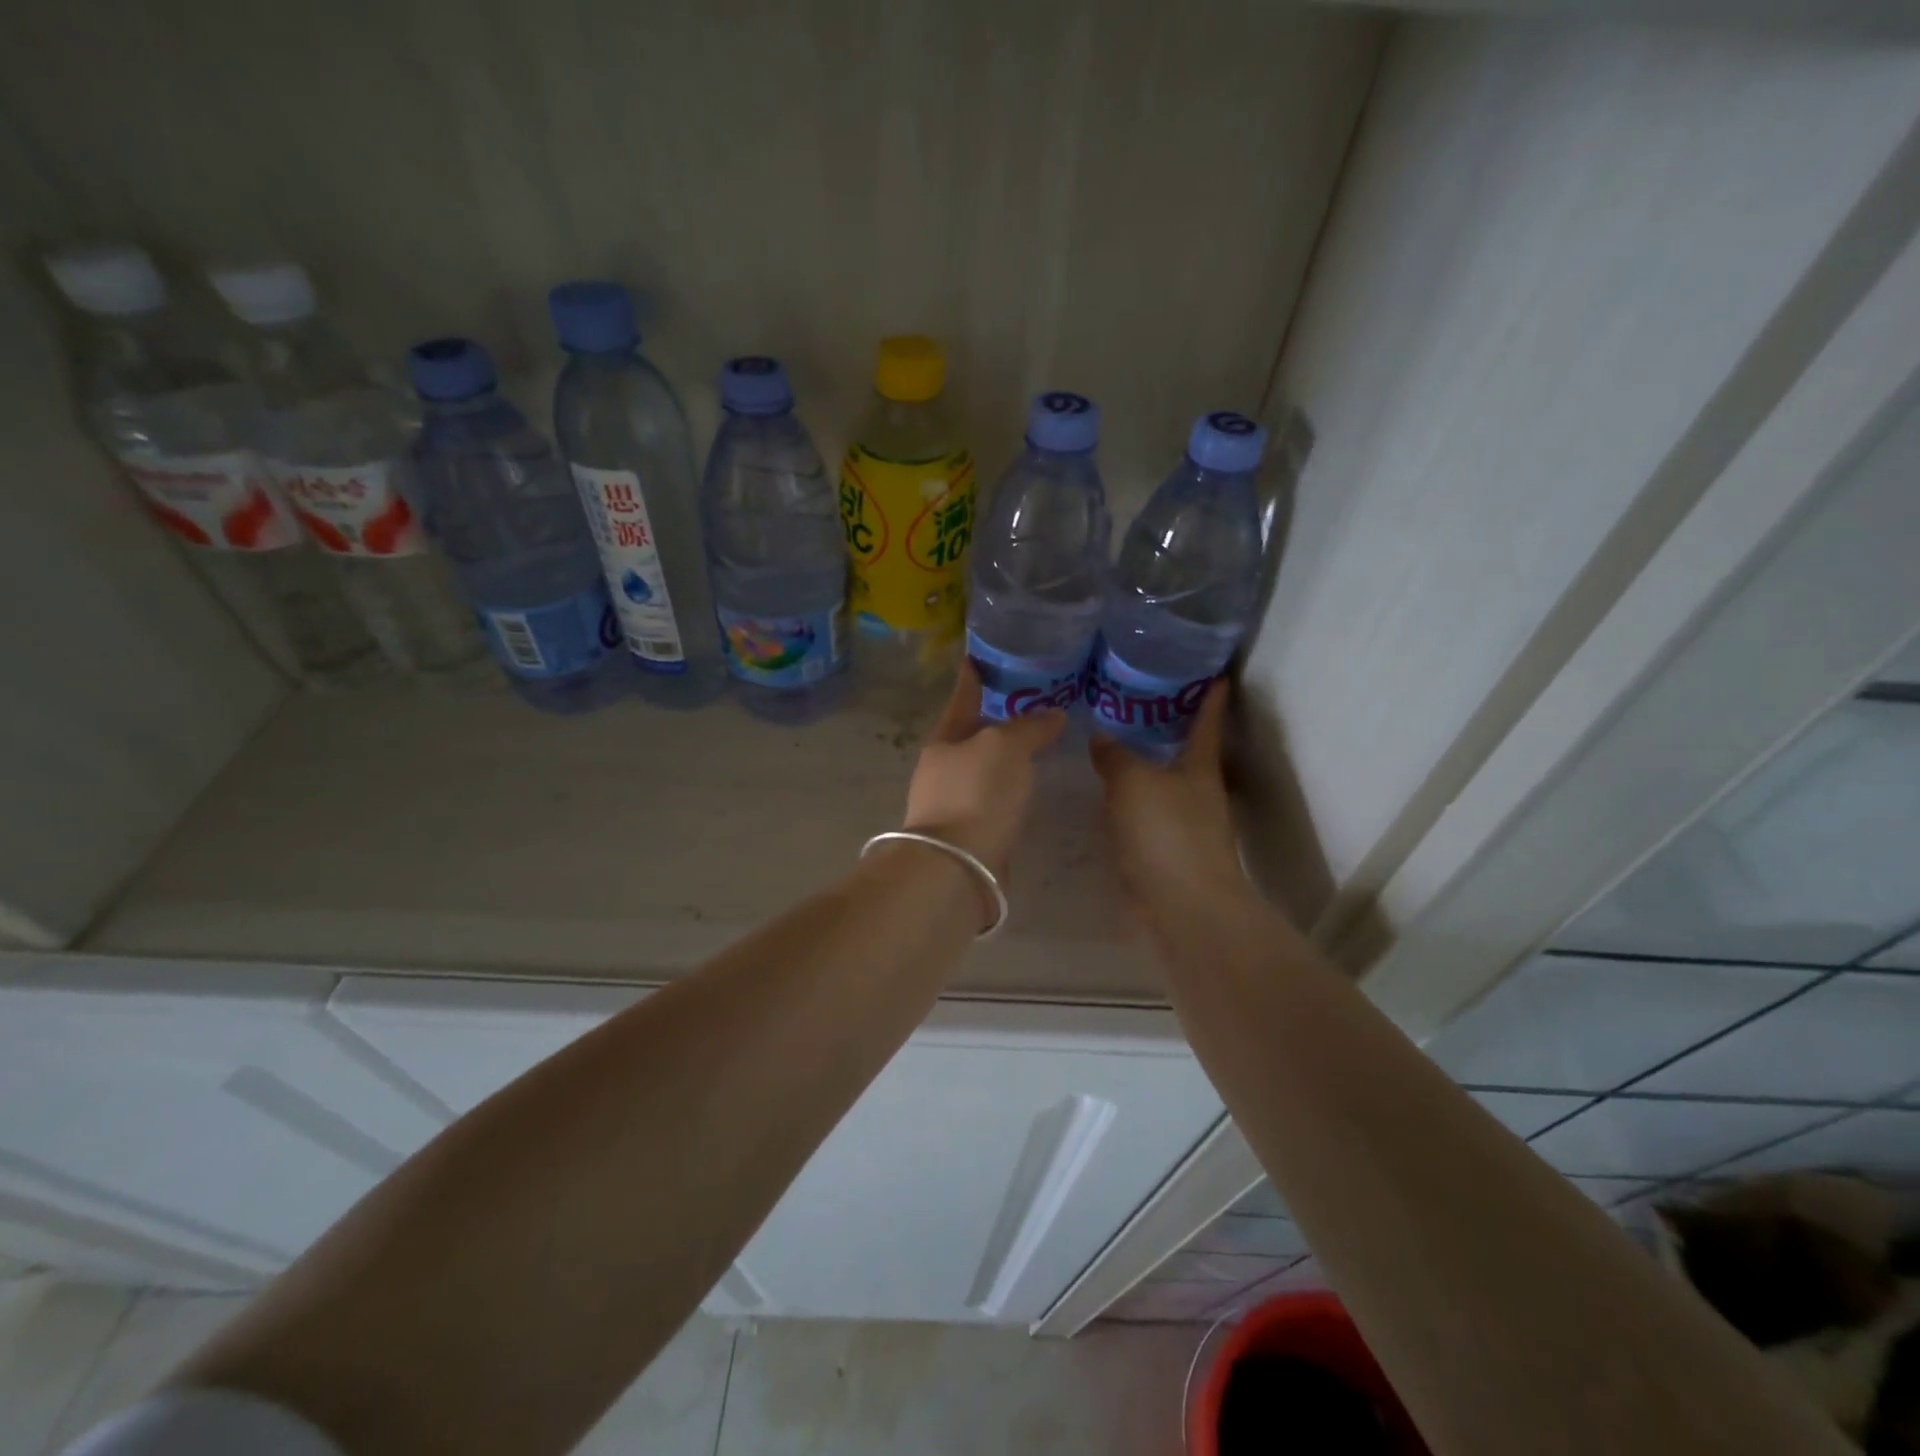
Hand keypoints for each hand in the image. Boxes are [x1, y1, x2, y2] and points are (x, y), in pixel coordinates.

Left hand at [900, 663, 1065, 880]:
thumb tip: (1053, 715)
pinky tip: (1028, 788)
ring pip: (983, 769)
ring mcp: (952, 803)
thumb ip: (1029, 727)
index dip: (971, 679)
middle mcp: (942, 769)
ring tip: (1036, 745)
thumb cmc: (976, 794)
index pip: (961, 700)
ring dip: (1004, 758)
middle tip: (1027, 704)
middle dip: (994, 721)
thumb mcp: (1005, 748)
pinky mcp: (968, 833)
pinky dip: (1009, 789)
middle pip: (971, 736)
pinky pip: (993, 799)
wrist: (959, 867)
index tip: (976, 659)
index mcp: (943, 741)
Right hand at [1090, 680, 1250, 928]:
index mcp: (1200, 769)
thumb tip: (1102, 738)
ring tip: (1112, 753)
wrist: (1182, 907)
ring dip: (1145, 772)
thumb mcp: (1133, 783)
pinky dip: (1130, 806)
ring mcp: (1186, 828)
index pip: (1207, 724)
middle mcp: (1199, 795)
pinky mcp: (1168, 856)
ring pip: (1164, 788)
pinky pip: (1146, 819)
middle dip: (1170, 735)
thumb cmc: (1166, 833)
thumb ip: (1115, 757)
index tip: (1219, 676)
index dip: (1211, 700)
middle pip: (1186, 757)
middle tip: (1138, 709)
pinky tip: (1105, 803)